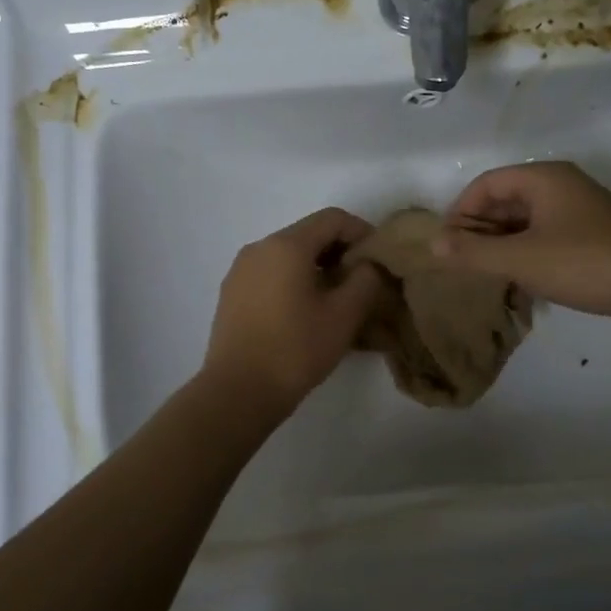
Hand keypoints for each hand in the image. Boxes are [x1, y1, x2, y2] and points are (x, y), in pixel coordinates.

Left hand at [201, 208, 385, 415]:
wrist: (238, 392)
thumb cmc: (295, 349)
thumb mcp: (344, 315)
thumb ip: (366, 279)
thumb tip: (369, 264)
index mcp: (286, 245)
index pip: (333, 218)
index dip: (362, 232)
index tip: (379, 260)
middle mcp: (259, 248)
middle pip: (308, 235)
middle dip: (340, 252)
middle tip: (363, 283)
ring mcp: (240, 270)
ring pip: (288, 256)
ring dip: (317, 268)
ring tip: (337, 301)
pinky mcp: (231, 294)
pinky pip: (270, 275)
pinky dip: (293, 282)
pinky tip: (305, 313)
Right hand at [433, 162, 610, 322]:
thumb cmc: (583, 262)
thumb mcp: (520, 259)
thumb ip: (472, 252)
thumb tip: (432, 245)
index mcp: (543, 178)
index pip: (486, 184)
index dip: (460, 211)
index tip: (447, 245)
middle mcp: (562, 185)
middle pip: (506, 199)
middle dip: (480, 229)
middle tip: (464, 262)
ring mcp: (582, 210)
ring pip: (527, 220)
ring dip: (503, 243)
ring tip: (488, 274)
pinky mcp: (595, 235)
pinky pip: (547, 235)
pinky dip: (527, 252)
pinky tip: (523, 280)